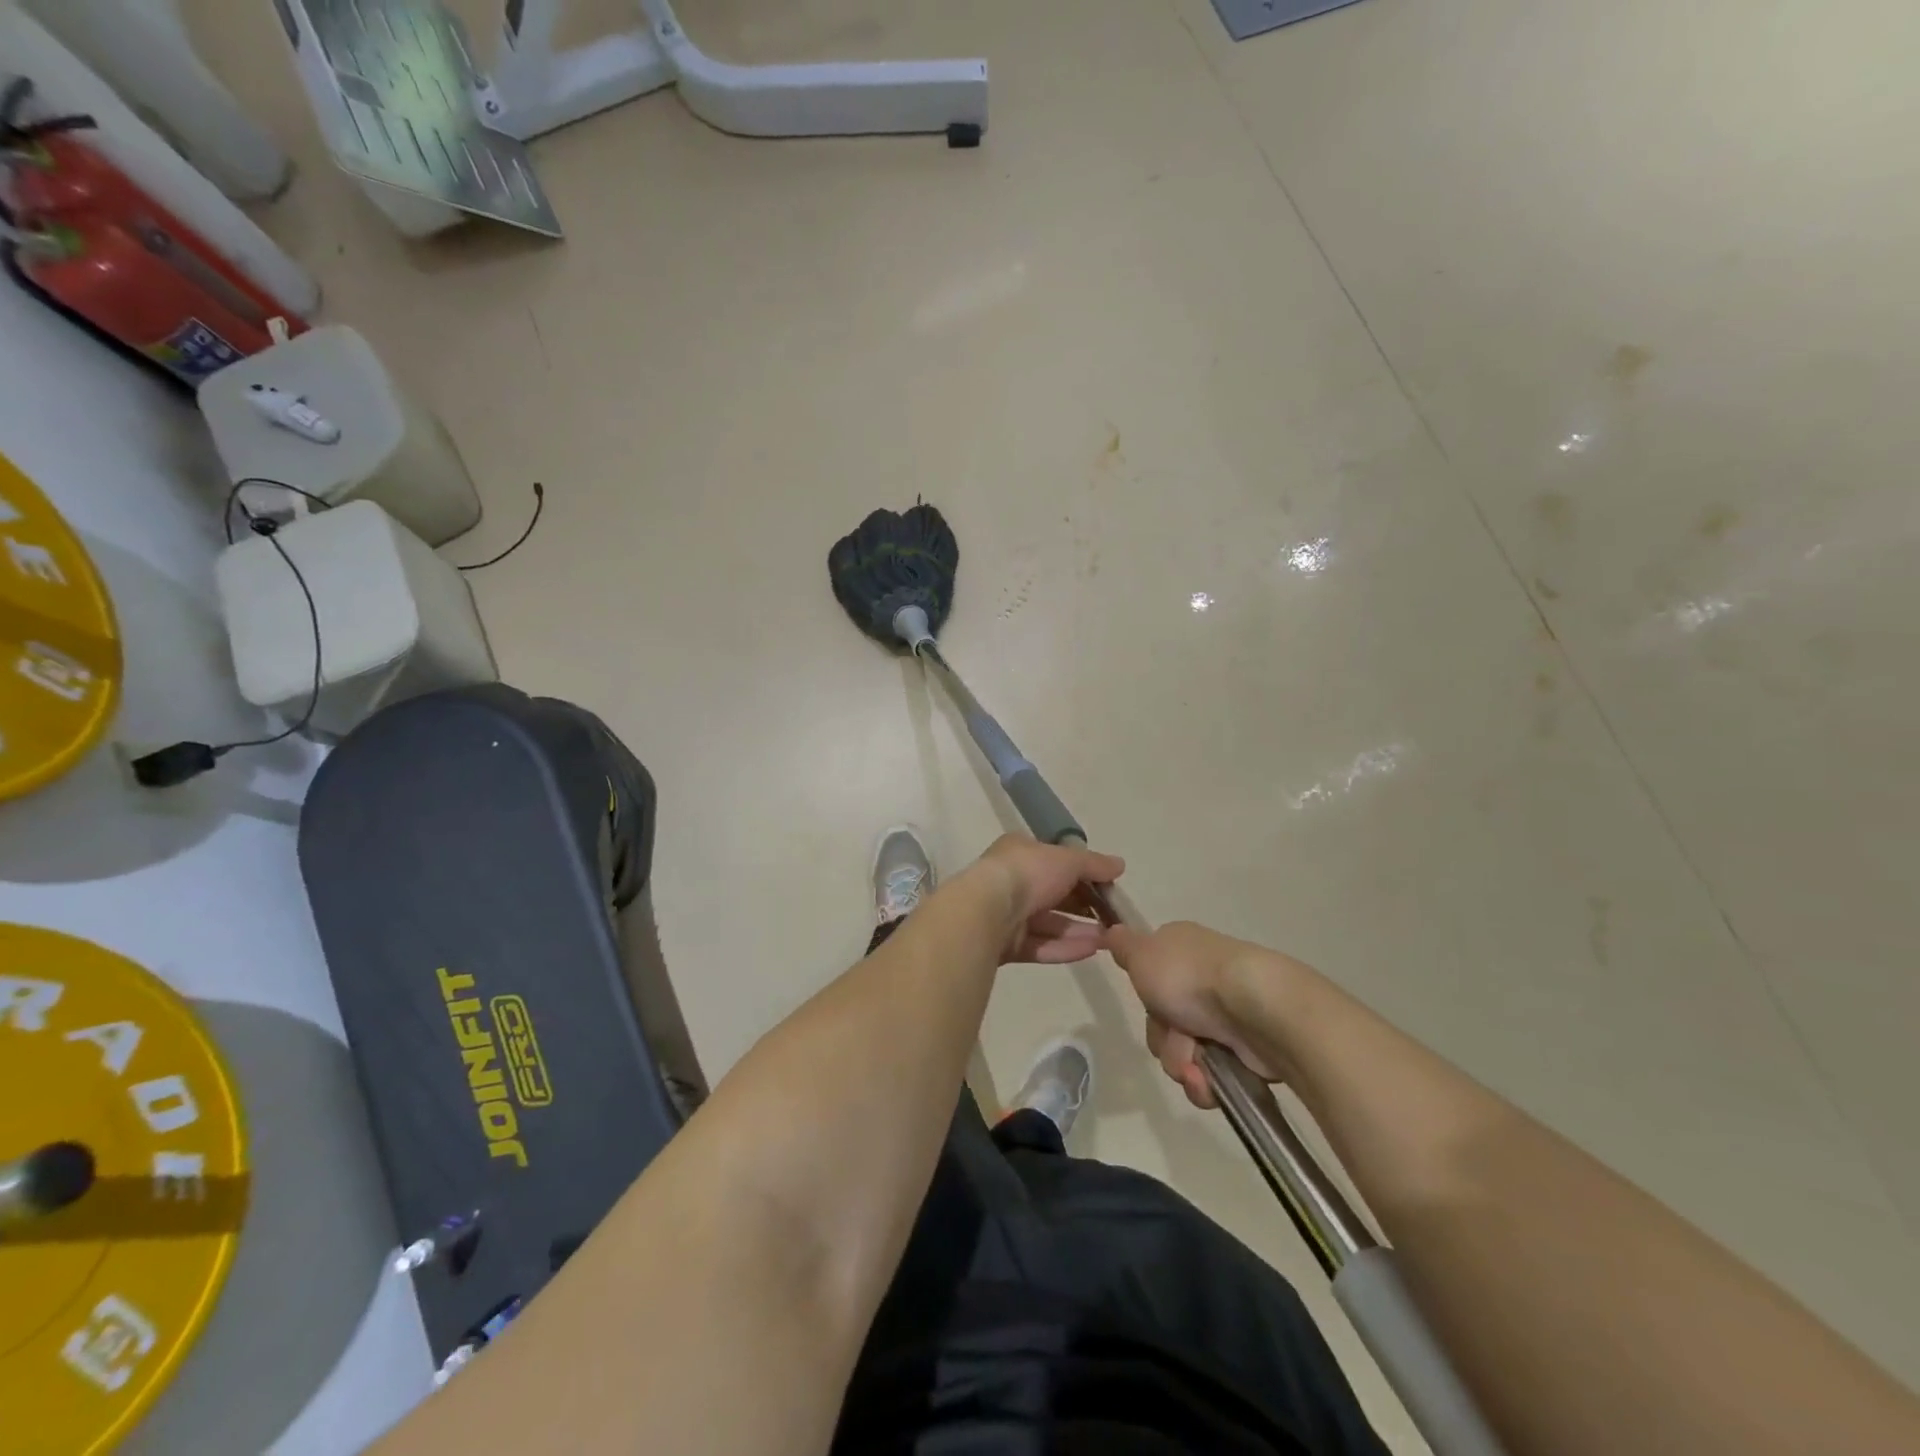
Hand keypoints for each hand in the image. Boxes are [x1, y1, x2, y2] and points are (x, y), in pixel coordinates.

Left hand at [968, 834, 1124, 964]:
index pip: (1054, 861)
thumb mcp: (1067, 860)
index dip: (1081, 873)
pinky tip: (1092, 951)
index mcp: (1019, 852)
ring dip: (1079, 930)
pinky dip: (1064, 947)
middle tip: (1112, 918)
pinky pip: (1040, 945)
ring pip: (1048, 923)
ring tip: (1109, 939)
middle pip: (1052, 894)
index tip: (1107, 886)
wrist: (987, 909)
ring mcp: (1006, 914)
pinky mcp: (1004, 944)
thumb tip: (1120, 865)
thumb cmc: (1028, 873)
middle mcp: (1010, 880)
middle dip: (1083, 907)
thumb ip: (1094, 864)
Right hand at [1103, 921, 1289, 1108]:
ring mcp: (1226, 1015)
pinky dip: (1205, 1082)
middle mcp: (1203, 979)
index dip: (1146, 997)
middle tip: (1174, 1035)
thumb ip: (1123, 946)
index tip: (1149, 1001)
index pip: (1150, 980)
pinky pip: (1210, 1075)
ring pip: (1183, 1052)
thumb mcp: (1142, 954)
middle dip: (1163, 1038)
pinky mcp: (1245, 1049)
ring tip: (1196, 1065)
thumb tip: (1112, 929)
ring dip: (1181, 1063)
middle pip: (1163, 1021)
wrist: (1254, 1007)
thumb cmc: (1190, 976)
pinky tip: (1209, 1081)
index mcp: (1181, 950)